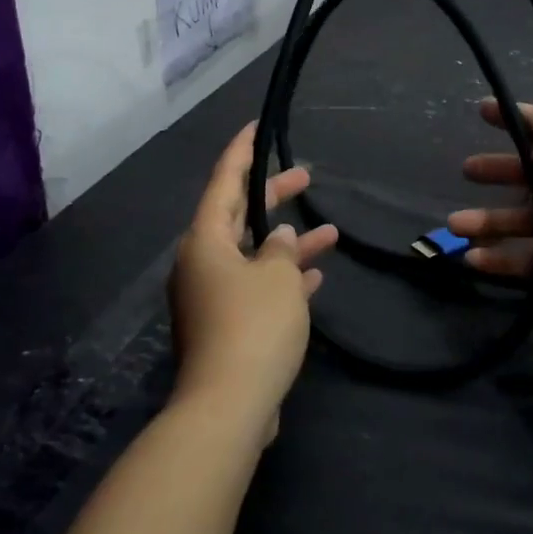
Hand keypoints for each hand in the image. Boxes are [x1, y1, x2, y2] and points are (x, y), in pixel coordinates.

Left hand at [169, 123, 337, 436]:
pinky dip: (283, 280)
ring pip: (253, 255)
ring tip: (330, 232)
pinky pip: (257, 289)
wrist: (228, 406)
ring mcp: (212, 298)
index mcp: (205, 241)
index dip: (241, 152)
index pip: (223, 182)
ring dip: (288, 244)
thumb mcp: (276, 277)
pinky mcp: (227, 327)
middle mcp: (202, 264)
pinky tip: (316, 277)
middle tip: (306, 177)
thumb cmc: (253, 327)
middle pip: (239, 217)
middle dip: (273, 197)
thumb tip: (276, 239)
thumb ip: (280, 249)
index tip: (256, 127)